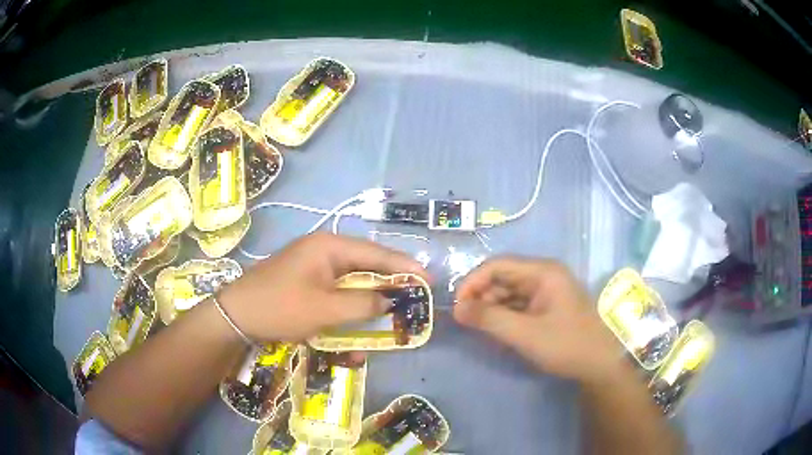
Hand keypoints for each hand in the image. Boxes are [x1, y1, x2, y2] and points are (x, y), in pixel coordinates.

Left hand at [218, 233, 426, 341]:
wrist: (236, 315)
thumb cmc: (280, 307)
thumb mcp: (325, 308)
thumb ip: (363, 304)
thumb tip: (389, 301)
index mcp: (329, 246)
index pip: (376, 254)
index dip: (404, 267)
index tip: (428, 279)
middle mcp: (324, 251)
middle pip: (366, 265)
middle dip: (389, 283)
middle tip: (414, 298)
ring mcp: (314, 267)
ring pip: (352, 281)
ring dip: (369, 299)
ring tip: (390, 312)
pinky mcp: (307, 283)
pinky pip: (336, 293)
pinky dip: (349, 308)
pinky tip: (357, 325)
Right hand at [454, 257, 624, 383]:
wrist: (601, 364)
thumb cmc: (566, 344)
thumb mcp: (525, 334)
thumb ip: (489, 319)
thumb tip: (456, 309)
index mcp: (543, 272)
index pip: (498, 265)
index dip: (473, 282)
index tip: (457, 306)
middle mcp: (544, 275)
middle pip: (503, 277)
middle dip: (481, 296)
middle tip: (465, 321)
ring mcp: (548, 291)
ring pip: (509, 292)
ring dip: (492, 307)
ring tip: (478, 328)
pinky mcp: (548, 306)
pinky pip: (519, 304)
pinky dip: (505, 315)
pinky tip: (496, 331)